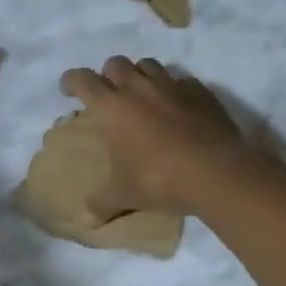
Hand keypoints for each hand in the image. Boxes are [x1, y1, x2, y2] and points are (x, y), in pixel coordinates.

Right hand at [60, 57, 254, 215]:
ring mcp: (173, 86)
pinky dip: (174, 89)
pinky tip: (177, 107)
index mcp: (113, 106)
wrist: (217, 172)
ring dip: (140, 75)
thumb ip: (102, 204)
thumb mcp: (125, 195)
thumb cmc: (159, 179)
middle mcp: (140, 88)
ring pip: (149, 65)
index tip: (69, 91)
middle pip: (116, 63)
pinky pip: (181, 80)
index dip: (71, 81)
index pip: (83, 80)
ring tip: (142, 96)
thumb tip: (86, 221)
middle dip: (107, 75)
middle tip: (108, 96)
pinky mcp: (201, 92)